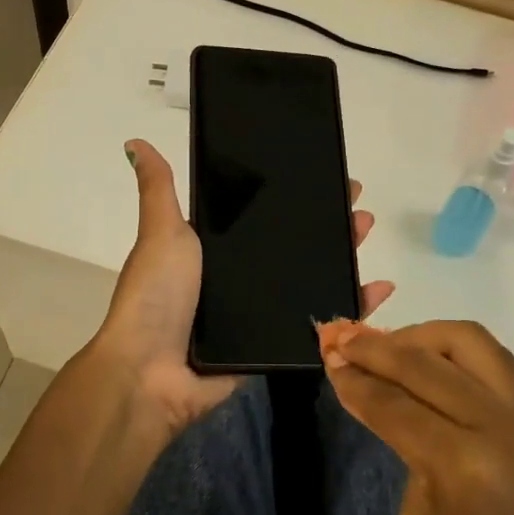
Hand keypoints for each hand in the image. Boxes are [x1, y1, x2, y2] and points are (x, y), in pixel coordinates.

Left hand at [90, 139, 393, 439]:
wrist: (151, 373)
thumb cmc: (157, 297)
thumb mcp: (161, 233)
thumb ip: (159, 190)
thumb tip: (136, 141)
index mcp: (217, 252)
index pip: (266, 217)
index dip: (296, 199)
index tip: (326, 180)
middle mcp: (240, 280)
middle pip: (295, 248)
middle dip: (328, 226)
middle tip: (357, 207)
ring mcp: (260, 314)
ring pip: (312, 281)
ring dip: (343, 259)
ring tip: (366, 234)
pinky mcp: (277, 346)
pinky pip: (320, 324)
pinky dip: (351, 309)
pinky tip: (378, 290)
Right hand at [318, 320, 513, 514]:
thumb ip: (405, 448)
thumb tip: (386, 399)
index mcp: (461, 462)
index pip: (394, 403)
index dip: (355, 379)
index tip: (327, 356)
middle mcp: (500, 424)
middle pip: (425, 362)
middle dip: (376, 347)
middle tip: (344, 338)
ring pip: (469, 341)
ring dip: (422, 336)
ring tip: (391, 345)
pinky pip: (496, 360)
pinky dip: (457, 352)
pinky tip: (431, 360)